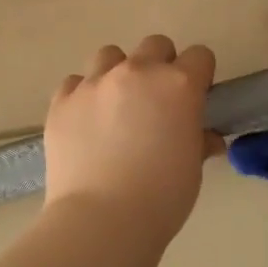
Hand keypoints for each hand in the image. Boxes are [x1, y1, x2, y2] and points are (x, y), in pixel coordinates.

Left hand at [44, 35, 224, 246]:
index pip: (200, 56)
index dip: (201, 75)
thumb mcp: (193, 168)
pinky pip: (76, 83)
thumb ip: (199, 141)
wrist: (101, 221)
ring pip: (110, 56)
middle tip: (157, 102)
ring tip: (116, 107)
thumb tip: (205, 138)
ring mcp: (95, 84)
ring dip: (119, 73)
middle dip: (161, 66)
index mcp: (178, 85)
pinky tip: (86, 123)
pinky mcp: (62, 101)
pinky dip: (84, 96)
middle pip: (155, 45)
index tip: (196, 98)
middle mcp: (137, 72)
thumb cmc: (162, 197)